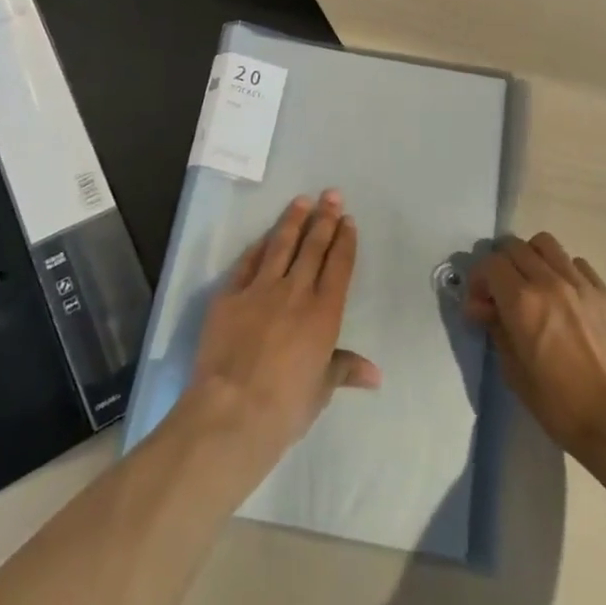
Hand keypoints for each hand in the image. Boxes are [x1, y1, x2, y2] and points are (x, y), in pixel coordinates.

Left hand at [186, 192, 381, 468]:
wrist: (232, 410)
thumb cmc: (285, 407)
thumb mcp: (321, 391)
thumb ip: (344, 369)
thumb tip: (375, 374)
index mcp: (324, 313)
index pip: (338, 266)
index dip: (344, 241)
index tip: (347, 220)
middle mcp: (295, 292)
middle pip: (313, 247)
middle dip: (324, 219)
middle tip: (331, 195)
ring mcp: (260, 289)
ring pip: (281, 246)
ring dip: (292, 221)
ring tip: (301, 200)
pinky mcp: (229, 295)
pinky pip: (247, 263)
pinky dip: (258, 247)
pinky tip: (264, 237)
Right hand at [466, 234, 605, 460]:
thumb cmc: (561, 405)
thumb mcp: (514, 372)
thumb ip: (496, 329)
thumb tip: (484, 307)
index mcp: (523, 302)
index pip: (490, 263)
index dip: (478, 279)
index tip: (479, 303)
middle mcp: (549, 281)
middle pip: (514, 246)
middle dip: (500, 266)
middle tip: (501, 293)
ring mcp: (579, 282)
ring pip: (545, 244)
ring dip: (530, 258)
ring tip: (531, 285)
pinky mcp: (602, 290)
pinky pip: (574, 261)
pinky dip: (561, 269)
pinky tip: (563, 296)